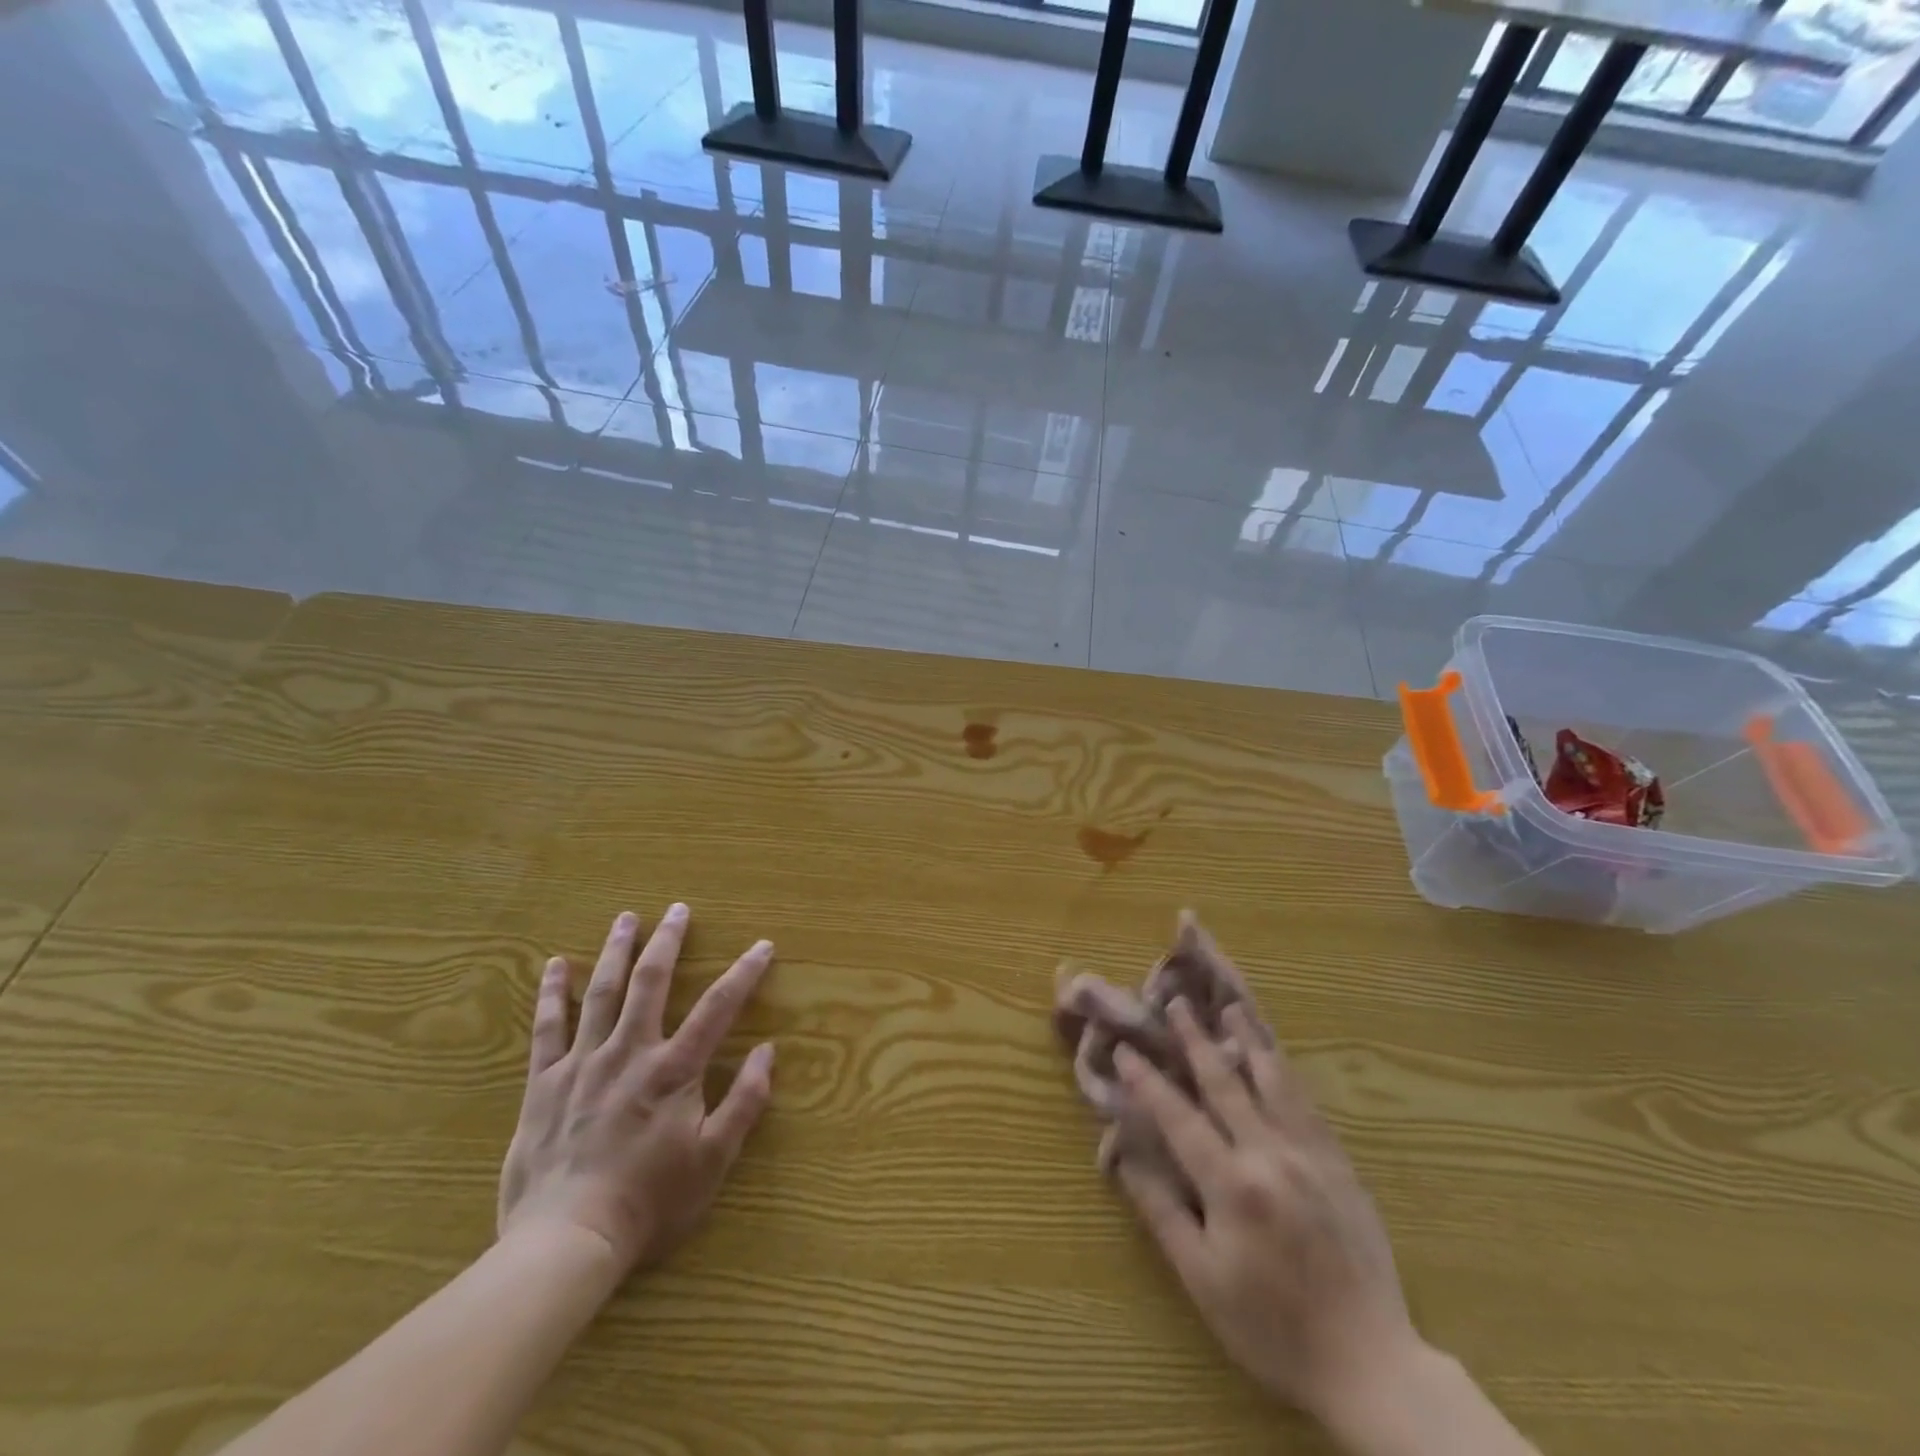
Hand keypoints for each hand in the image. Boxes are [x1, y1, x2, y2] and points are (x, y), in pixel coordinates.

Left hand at [498, 905, 775, 1276]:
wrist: (566, 1242)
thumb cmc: (649, 1202)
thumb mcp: (713, 1159)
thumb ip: (745, 1102)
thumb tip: (768, 1051)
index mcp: (674, 1070)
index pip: (718, 1008)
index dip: (744, 973)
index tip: (762, 946)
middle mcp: (630, 1053)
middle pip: (652, 983)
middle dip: (668, 942)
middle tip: (677, 909)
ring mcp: (583, 1064)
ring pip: (602, 993)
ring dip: (616, 951)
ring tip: (626, 918)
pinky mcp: (545, 1083)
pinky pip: (547, 1028)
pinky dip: (553, 993)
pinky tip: (557, 965)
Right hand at [1108, 999, 1421, 1429]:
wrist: (1369, 1363)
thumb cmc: (1272, 1327)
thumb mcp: (1203, 1279)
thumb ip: (1162, 1211)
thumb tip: (1125, 1155)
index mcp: (1232, 1184)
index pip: (1178, 1117)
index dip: (1147, 1081)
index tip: (1125, 1048)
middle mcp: (1270, 1155)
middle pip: (1225, 1083)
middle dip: (1196, 1040)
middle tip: (1177, 1002)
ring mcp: (1310, 1154)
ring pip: (1273, 1081)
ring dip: (1248, 1040)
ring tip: (1232, 1008)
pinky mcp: (1340, 1164)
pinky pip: (1308, 1104)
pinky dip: (1286, 1072)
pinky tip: (1276, 1056)